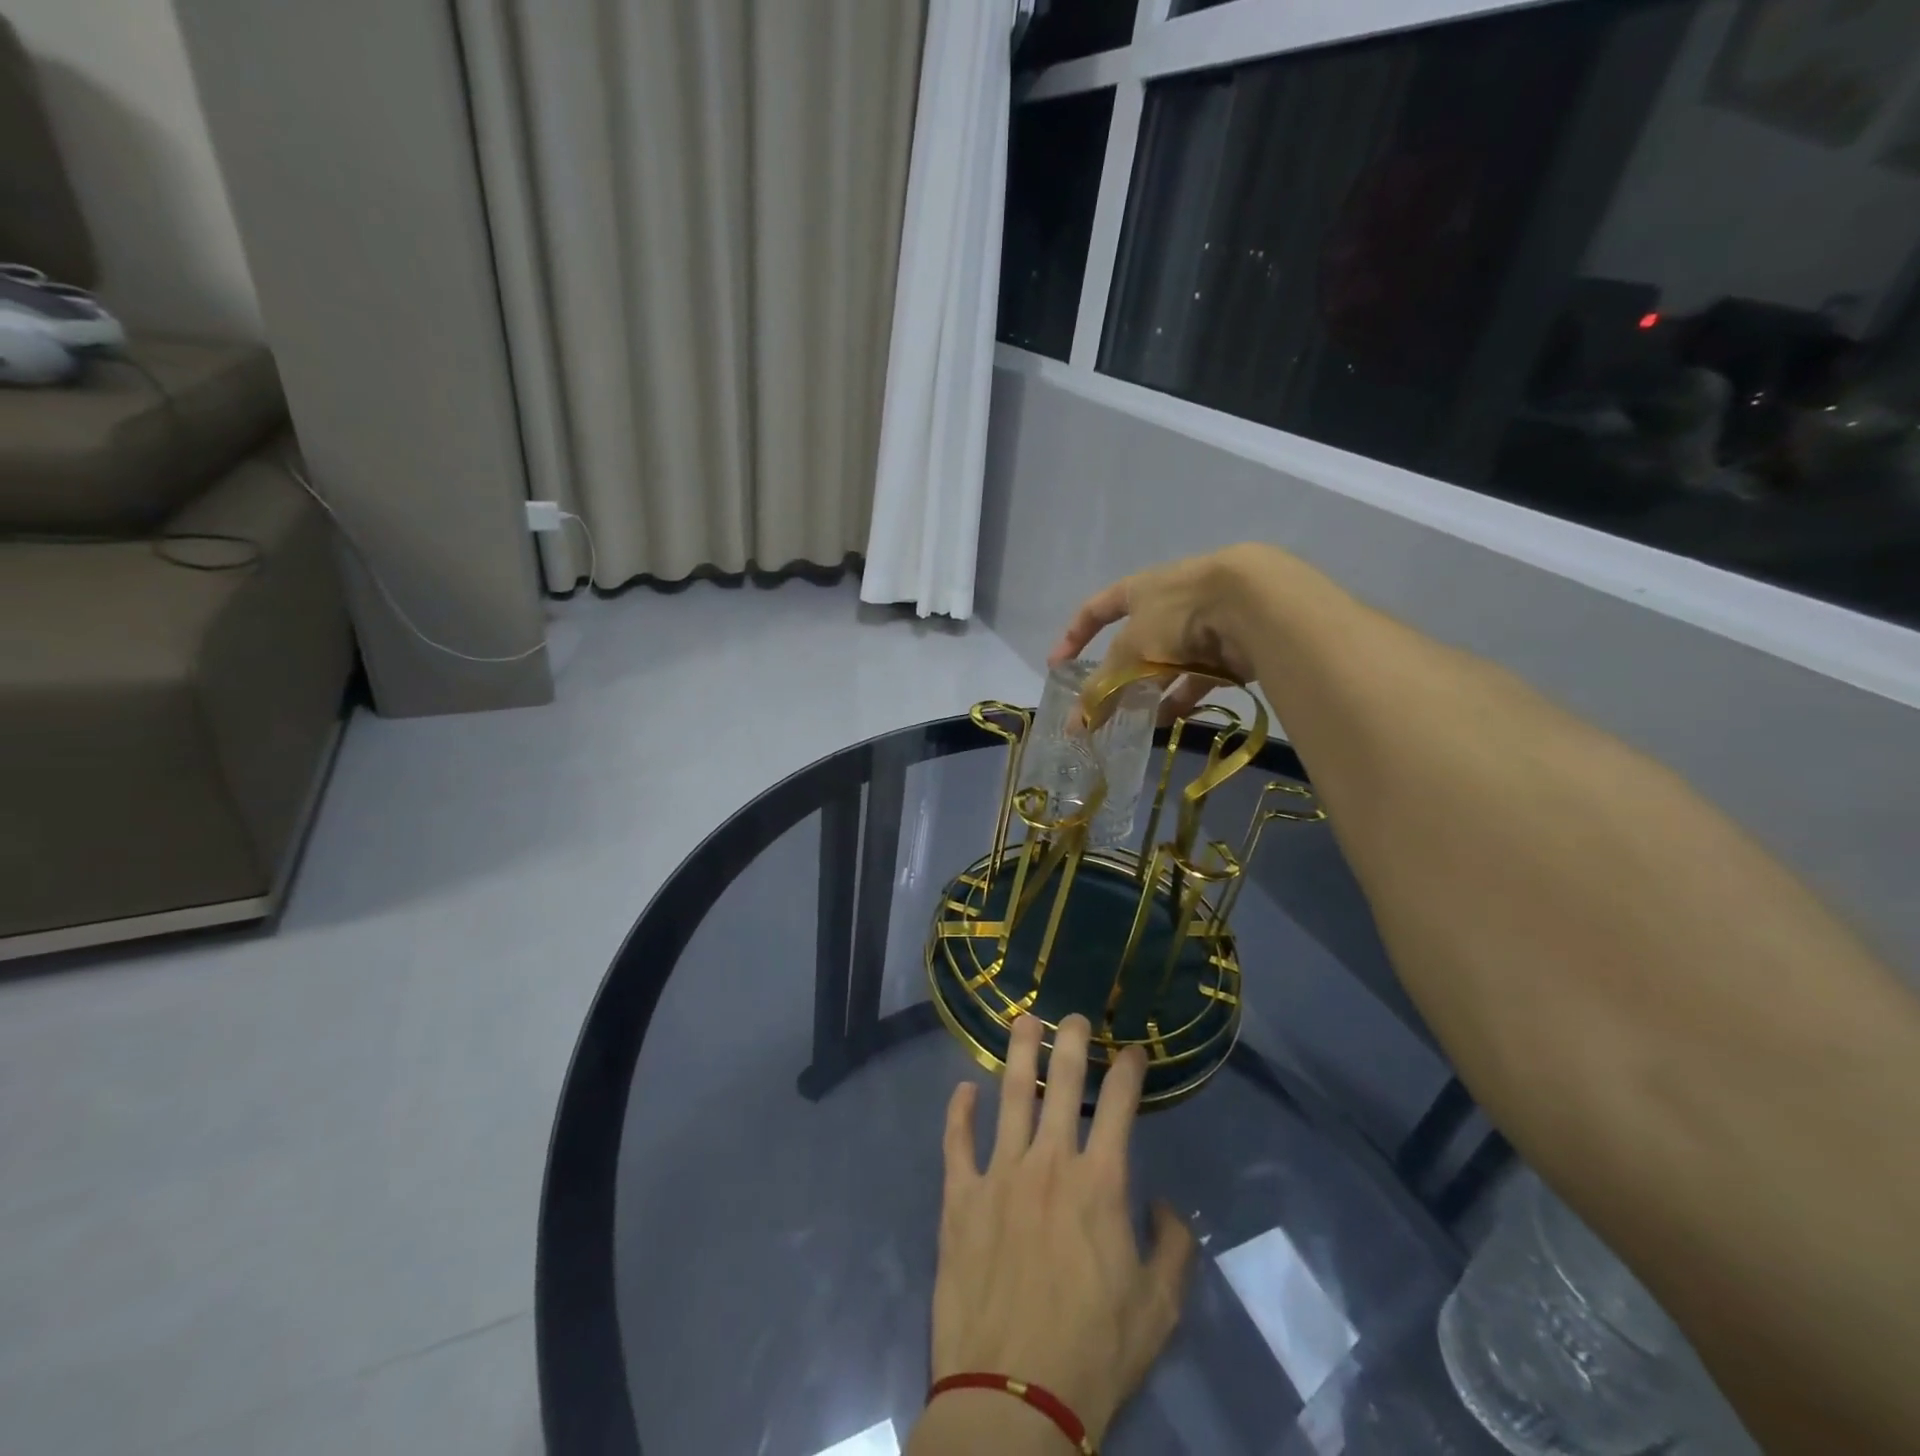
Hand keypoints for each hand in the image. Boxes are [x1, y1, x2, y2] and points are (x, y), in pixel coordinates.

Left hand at [926, 1013, 1194, 1447]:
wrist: (1013, 1397)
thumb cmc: (1094, 1353)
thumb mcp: (1159, 1310)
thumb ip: (1173, 1248)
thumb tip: (1167, 1205)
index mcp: (1099, 1183)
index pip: (1119, 1106)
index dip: (1128, 1070)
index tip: (1132, 1048)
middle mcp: (1049, 1163)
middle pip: (1061, 1083)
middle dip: (1070, 1041)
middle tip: (1071, 1014)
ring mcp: (999, 1174)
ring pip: (1009, 1095)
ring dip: (1017, 1054)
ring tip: (1021, 1021)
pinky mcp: (960, 1197)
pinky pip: (957, 1142)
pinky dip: (959, 1112)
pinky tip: (963, 1090)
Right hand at [1050, 545, 1282, 718]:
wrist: (1254, 605)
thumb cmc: (1179, 613)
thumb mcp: (1131, 649)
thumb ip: (1104, 687)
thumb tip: (1075, 724)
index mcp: (1138, 591)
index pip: (1095, 610)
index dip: (1074, 636)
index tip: (1058, 666)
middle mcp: (1167, 605)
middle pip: (1133, 644)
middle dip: (1117, 676)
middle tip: (1103, 708)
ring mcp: (1199, 627)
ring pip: (1166, 665)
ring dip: (1149, 692)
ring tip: (1134, 722)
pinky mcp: (1227, 650)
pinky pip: (1196, 679)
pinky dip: (1181, 698)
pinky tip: (1168, 721)